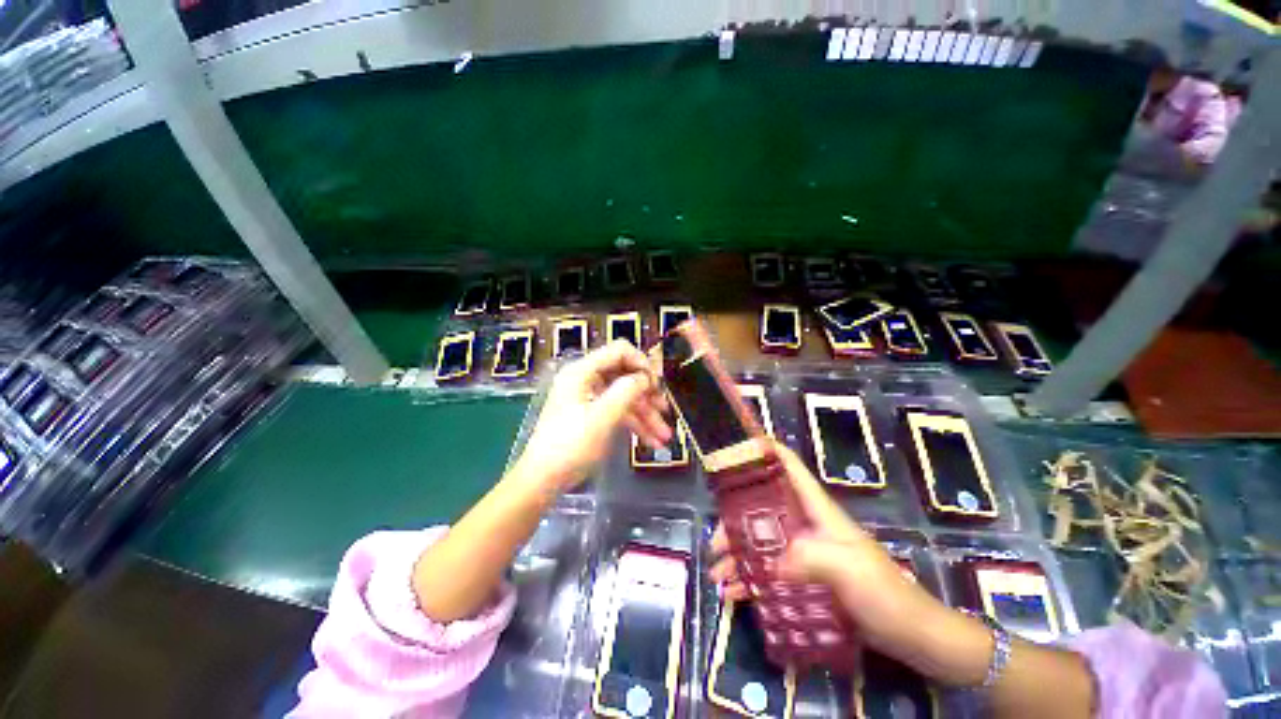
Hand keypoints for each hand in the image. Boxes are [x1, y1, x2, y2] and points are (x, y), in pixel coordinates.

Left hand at [513, 341, 670, 493]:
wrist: (544, 479)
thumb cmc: (571, 445)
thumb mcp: (603, 416)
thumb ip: (627, 391)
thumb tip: (646, 377)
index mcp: (583, 371)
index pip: (620, 351)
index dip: (642, 363)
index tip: (657, 384)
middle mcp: (586, 379)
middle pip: (625, 376)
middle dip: (647, 395)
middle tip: (665, 410)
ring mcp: (589, 398)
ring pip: (624, 397)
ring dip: (645, 414)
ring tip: (664, 436)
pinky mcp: (592, 415)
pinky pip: (618, 412)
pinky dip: (634, 424)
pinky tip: (651, 440)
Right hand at [709, 443, 951, 659]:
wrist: (913, 636)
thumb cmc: (883, 592)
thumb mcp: (846, 567)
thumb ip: (807, 557)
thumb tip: (769, 564)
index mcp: (816, 509)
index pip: (788, 466)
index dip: (762, 451)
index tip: (733, 451)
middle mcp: (806, 524)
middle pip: (763, 509)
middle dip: (735, 521)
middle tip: (714, 544)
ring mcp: (805, 552)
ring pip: (762, 542)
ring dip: (739, 556)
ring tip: (717, 576)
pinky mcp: (806, 578)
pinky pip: (770, 573)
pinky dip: (751, 581)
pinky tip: (734, 594)